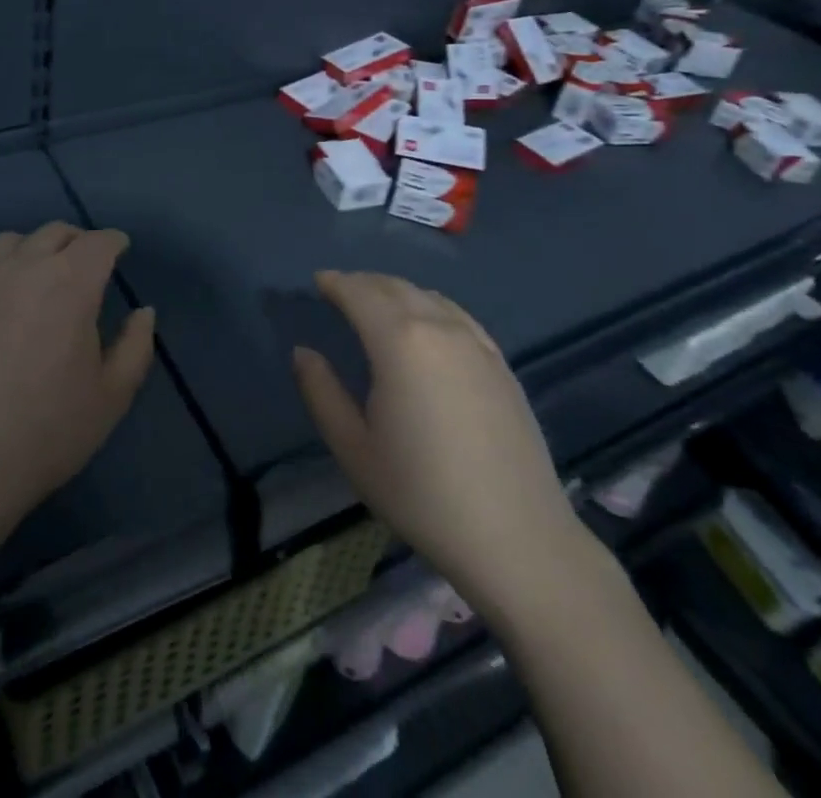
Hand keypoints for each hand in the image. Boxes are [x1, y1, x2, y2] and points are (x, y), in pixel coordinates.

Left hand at [0, 223, 155, 537]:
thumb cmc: (45, 431)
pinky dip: (0, 264)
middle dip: (78, 242)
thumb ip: (136, 346)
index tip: (121, 251)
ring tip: (41, 275)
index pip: (99, 243)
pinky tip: (1, 293)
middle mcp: (25, 265)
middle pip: (57, 232)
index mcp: (71, 283)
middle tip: (86, 265)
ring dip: (36, 248)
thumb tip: (143, 312)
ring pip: (15, 240)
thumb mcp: (111, 396)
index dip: (114, 243)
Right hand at [291, 272, 594, 618]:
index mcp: (399, 341)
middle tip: (341, 290)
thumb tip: (303, 352)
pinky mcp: (500, 363)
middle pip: (395, 287)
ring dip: (396, 291)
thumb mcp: (354, 448)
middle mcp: (439, 328)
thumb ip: (321, 392)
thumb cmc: (422, 494)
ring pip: (428, 296)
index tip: (318, 281)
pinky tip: (428, 323)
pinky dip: (431, 306)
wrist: (517, 538)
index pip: (360, 293)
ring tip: (377, 304)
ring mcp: (476, 343)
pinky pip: (457, 315)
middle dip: (363, 282)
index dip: (336, 283)